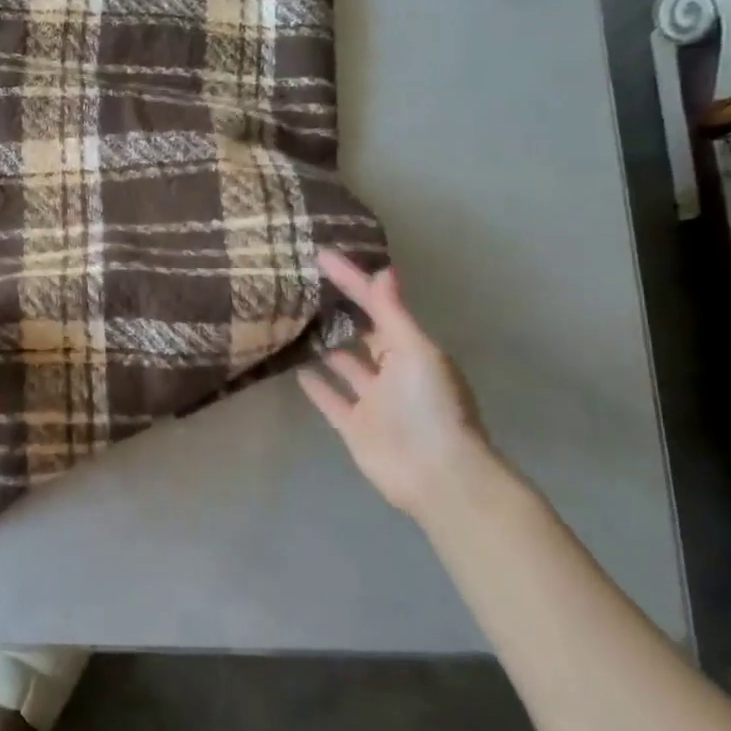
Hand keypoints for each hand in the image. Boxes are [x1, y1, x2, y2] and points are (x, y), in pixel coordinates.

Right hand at [298, 251, 502, 523]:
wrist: (437, 475)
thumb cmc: (430, 406)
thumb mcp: (416, 351)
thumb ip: (393, 313)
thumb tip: (383, 269)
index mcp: (412, 349)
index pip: (377, 305)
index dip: (351, 279)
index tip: (322, 254)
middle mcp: (392, 371)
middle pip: (361, 333)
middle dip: (339, 311)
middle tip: (303, 285)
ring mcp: (372, 399)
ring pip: (344, 365)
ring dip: (325, 345)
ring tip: (293, 320)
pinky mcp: (353, 425)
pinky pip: (330, 398)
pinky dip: (315, 384)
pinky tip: (294, 366)